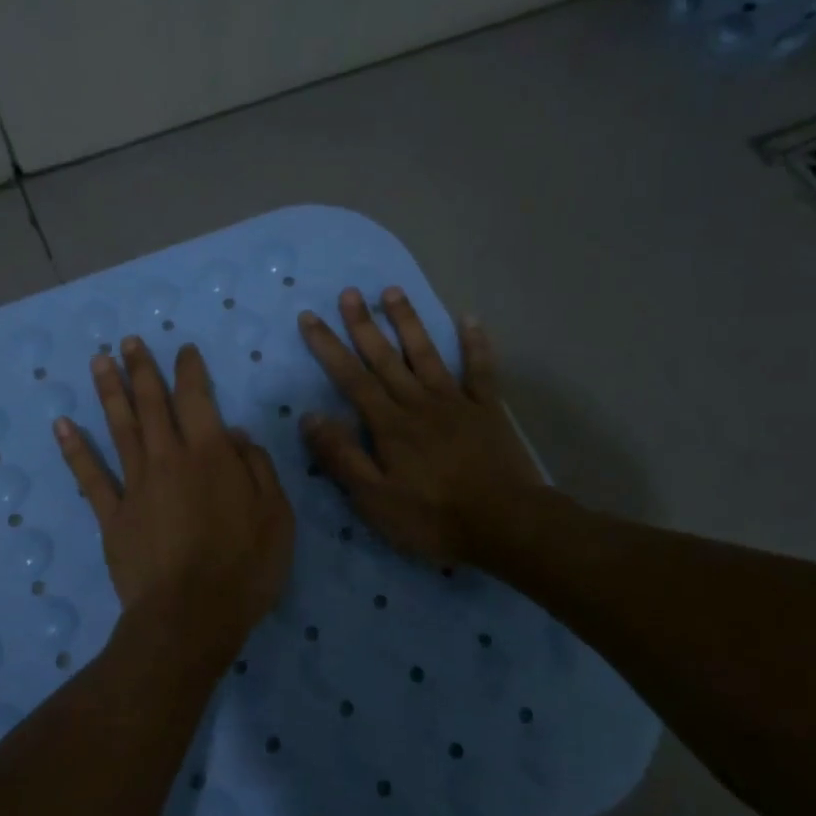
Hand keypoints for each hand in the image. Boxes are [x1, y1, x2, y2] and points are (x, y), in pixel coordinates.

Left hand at [55, 337, 294, 658]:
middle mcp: (168, 459)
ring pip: (119, 428)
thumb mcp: (276, 515)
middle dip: (142, 369)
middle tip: (129, 341)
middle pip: (152, 404)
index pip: (197, 398)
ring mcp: (135, 486)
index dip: (190, 370)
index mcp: (210, 455)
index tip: (183, 350)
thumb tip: (234, 436)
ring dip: (110, 392)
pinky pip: (90, 476)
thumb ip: (257, 468)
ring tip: (99, 361)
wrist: (190, 617)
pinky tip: (62, 425)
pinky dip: (75, 449)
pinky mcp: (112, 516)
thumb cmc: (244, 567)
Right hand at [298, 287, 543, 566]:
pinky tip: (470, 318)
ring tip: (392, 291)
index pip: (350, 378)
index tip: (310, 317)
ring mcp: (456, 402)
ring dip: (408, 322)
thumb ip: (342, 456)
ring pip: (426, 354)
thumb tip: (309, 417)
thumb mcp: (374, 499)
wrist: (505, 523)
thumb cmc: (433, 518)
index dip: (328, 346)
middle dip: (363, 324)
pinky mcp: (487, 409)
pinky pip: (480, 369)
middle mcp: (418, 402)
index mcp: (389, 424)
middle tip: (349, 292)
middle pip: (385, 358)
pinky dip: (476, 343)